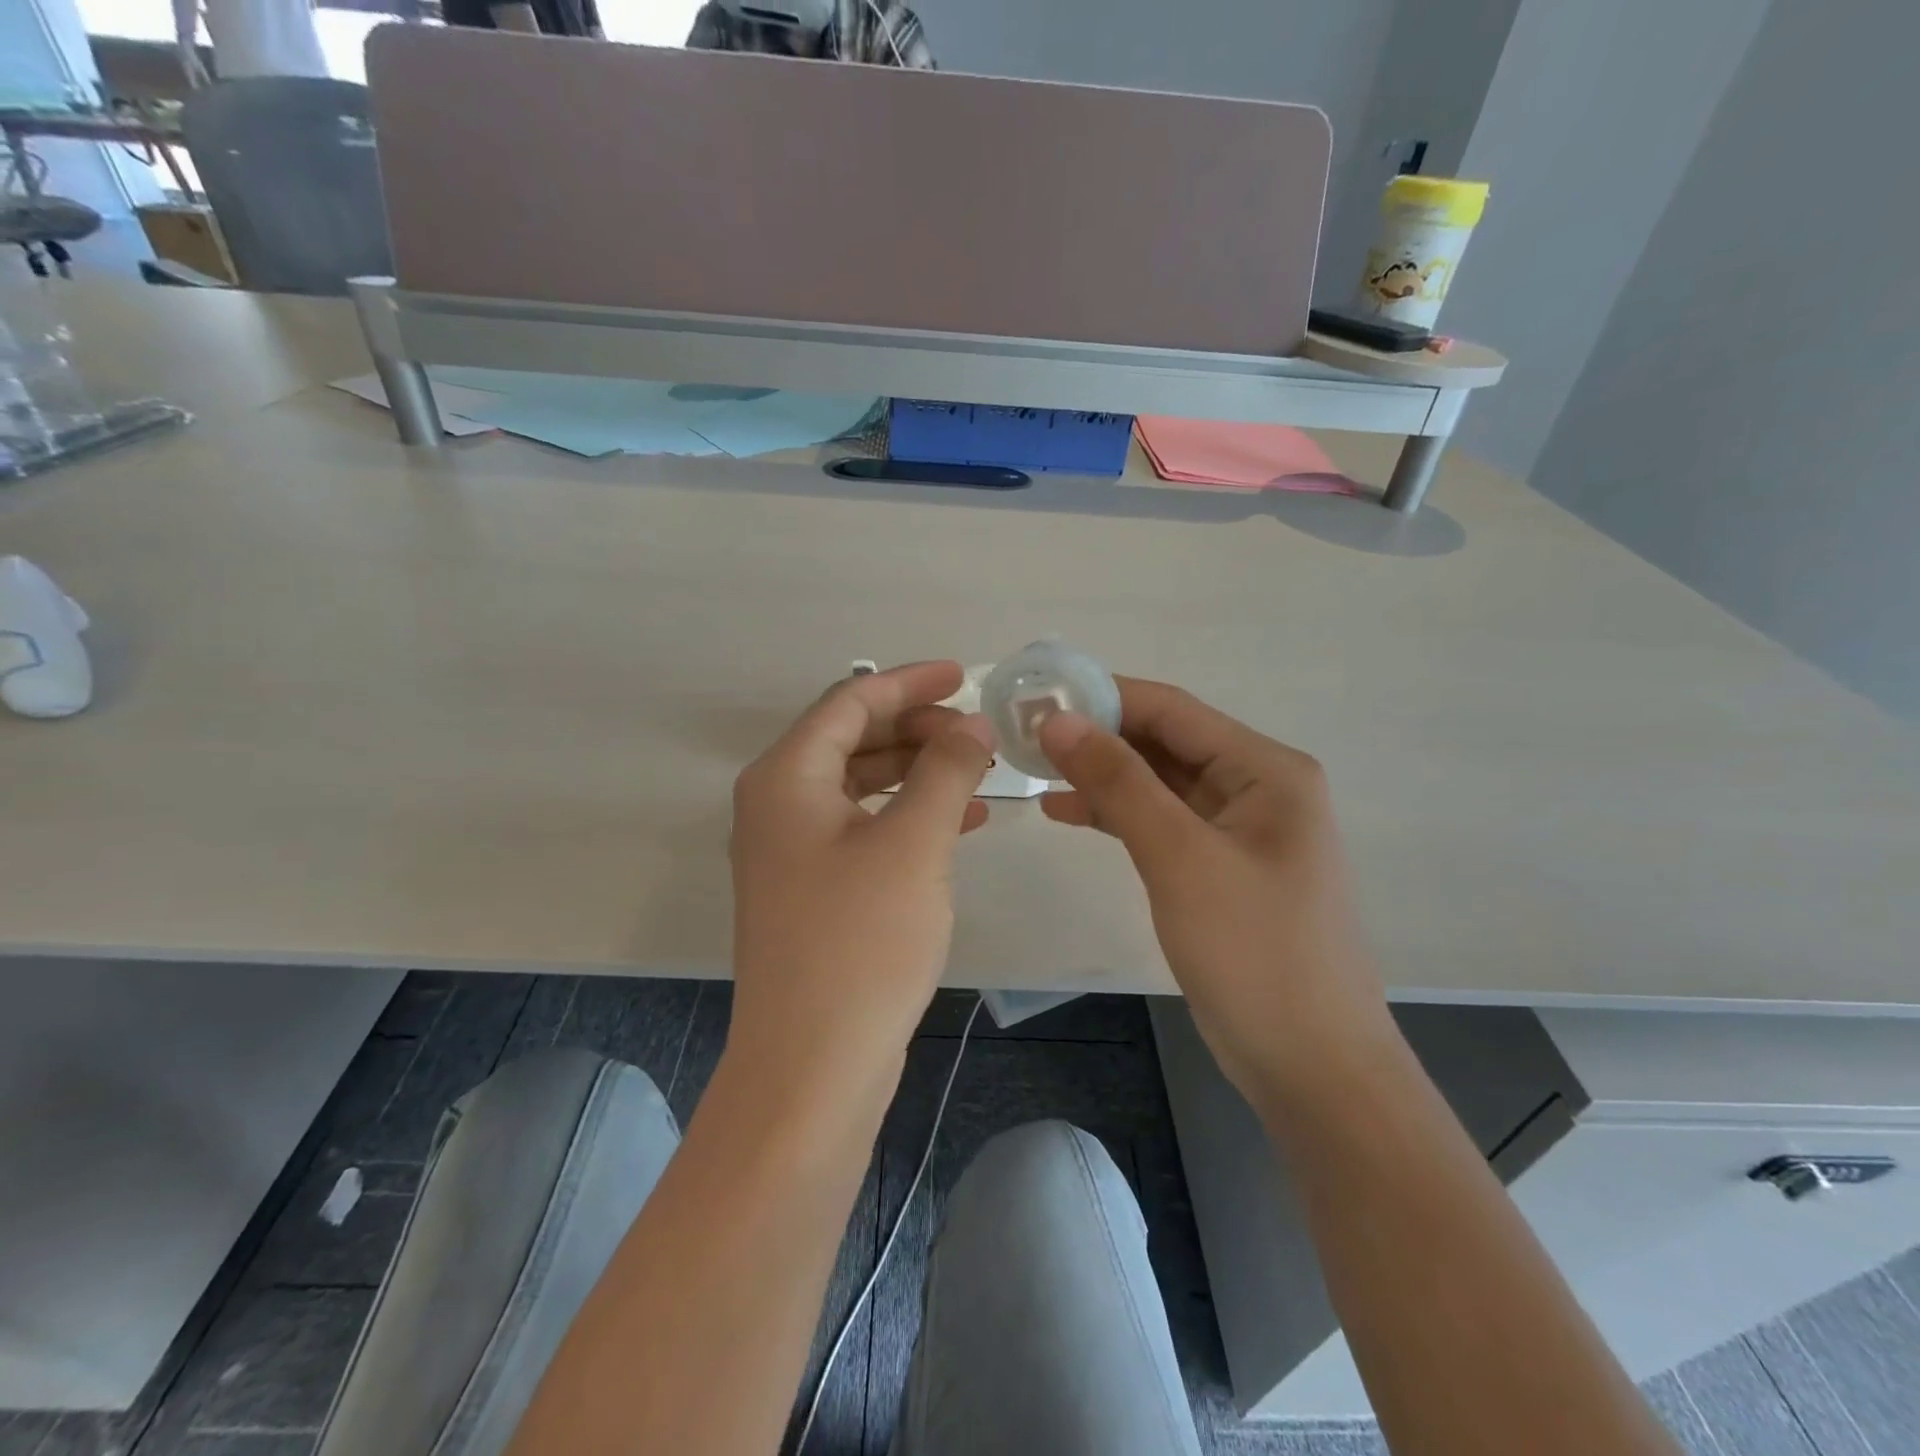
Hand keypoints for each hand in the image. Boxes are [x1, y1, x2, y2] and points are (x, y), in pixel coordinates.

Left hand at [728, 661, 993, 1093]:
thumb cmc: (860, 942)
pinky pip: (863, 827)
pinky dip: (908, 815)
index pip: (850, 702)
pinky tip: (959, 823)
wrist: (812, 1067)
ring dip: (917, 771)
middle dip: (916, 727)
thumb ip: (946, 770)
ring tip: (977, 773)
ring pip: (861, 784)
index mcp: (786, 777)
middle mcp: (778, 804)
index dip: (909, 682)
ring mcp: (791, 850)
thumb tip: (974, 725)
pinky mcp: (812, 889)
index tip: (964, 676)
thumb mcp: (914, 843)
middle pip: (851, 739)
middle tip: (977, 733)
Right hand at [1038, 678, 1392, 1105]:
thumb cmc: (1253, 952)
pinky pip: (1161, 822)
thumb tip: (1058, 720)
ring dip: (1102, 775)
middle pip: (1165, 743)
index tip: (1037, 697)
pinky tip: (1067, 812)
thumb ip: (1119, 782)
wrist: (1312, 1066)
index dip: (1102, 697)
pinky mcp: (1219, 866)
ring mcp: (1239, 829)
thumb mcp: (1179, 858)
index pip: (1172, 710)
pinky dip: (1116, 815)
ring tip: (1034, 770)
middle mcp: (1257, 787)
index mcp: (1266, 770)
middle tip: (1025, 736)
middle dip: (1097, 737)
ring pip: (1158, 783)